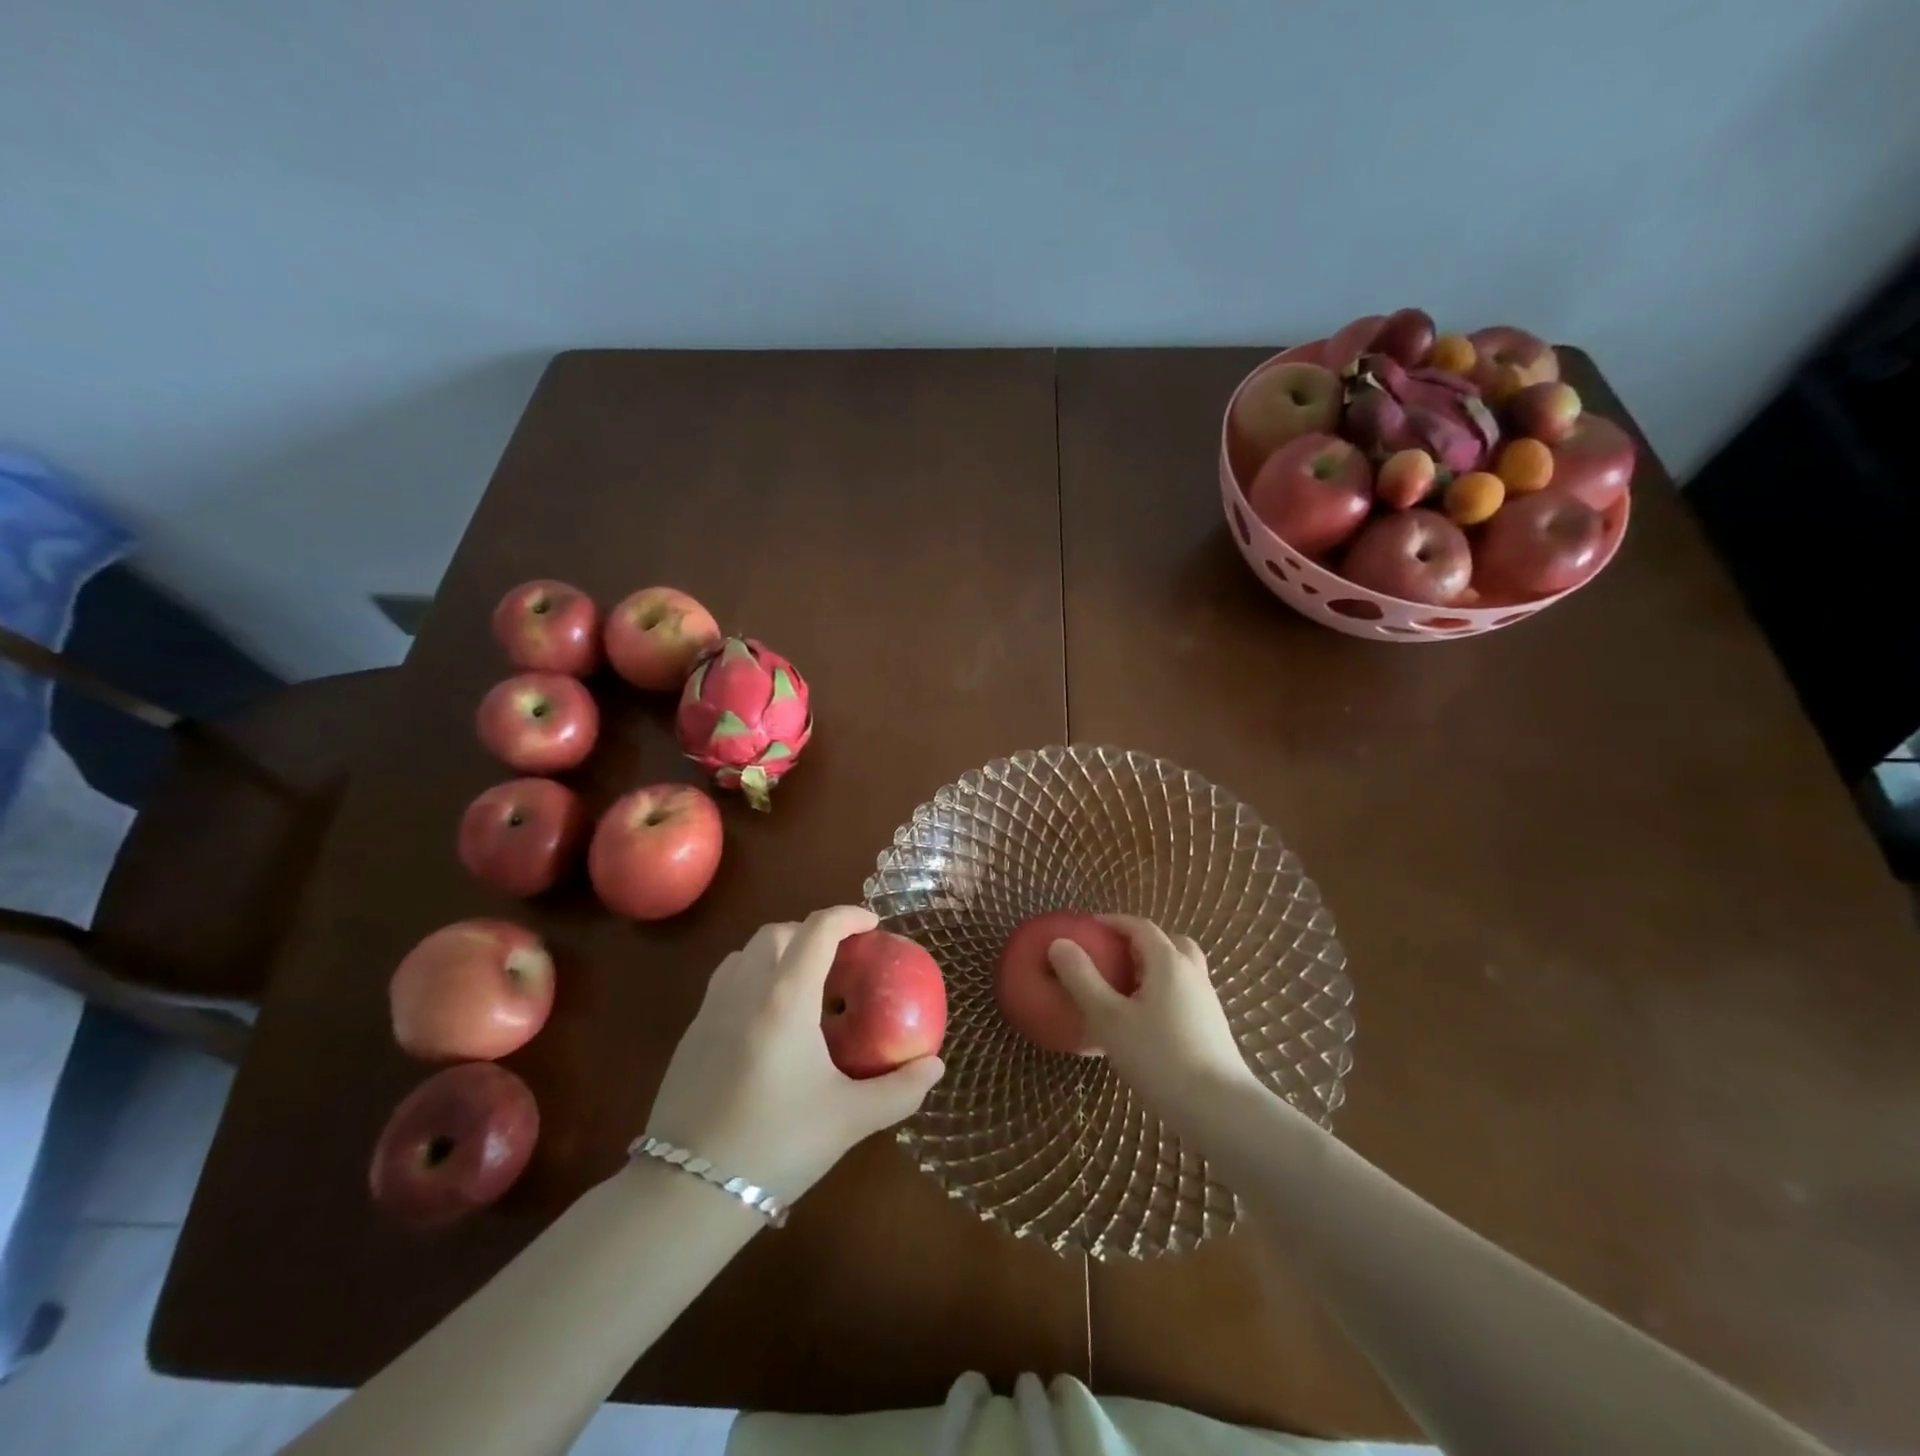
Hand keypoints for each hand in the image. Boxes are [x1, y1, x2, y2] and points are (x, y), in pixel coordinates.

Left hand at [644, 906, 944, 1200]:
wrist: (687, 1193)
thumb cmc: (776, 1145)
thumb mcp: (849, 1119)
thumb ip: (900, 1090)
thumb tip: (935, 1066)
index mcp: (786, 998)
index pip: (818, 930)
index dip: (848, 916)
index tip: (872, 924)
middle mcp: (745, 989)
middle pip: (778, 932)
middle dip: (812, 931)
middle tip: (841, 957)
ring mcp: (711, 1009)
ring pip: (745, 952)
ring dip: (779, 950)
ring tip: (804, 982)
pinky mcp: (690, 1034)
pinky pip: (726, 981)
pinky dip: (753, 976)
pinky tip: (768, 1020)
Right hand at [1048, 915, 1258, 1124]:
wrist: (1220, 1109)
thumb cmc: (1159, 1058)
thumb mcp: (1109, 1018)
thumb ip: (1082, 979)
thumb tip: (1059, 943)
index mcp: (1168, 963)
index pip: (1140, 927)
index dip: (1114, 922)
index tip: (1089, 928)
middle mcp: (1192, 973)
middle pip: (1168, 943)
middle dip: (1139, 943)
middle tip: (1113, 957)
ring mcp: (1207, 1001)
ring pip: (1181, 970)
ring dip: (1154, 969)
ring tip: (1126, 991)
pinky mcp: (1212, 1027)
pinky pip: (1185, 994)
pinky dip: (1164, 992)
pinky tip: (1146, 1022)